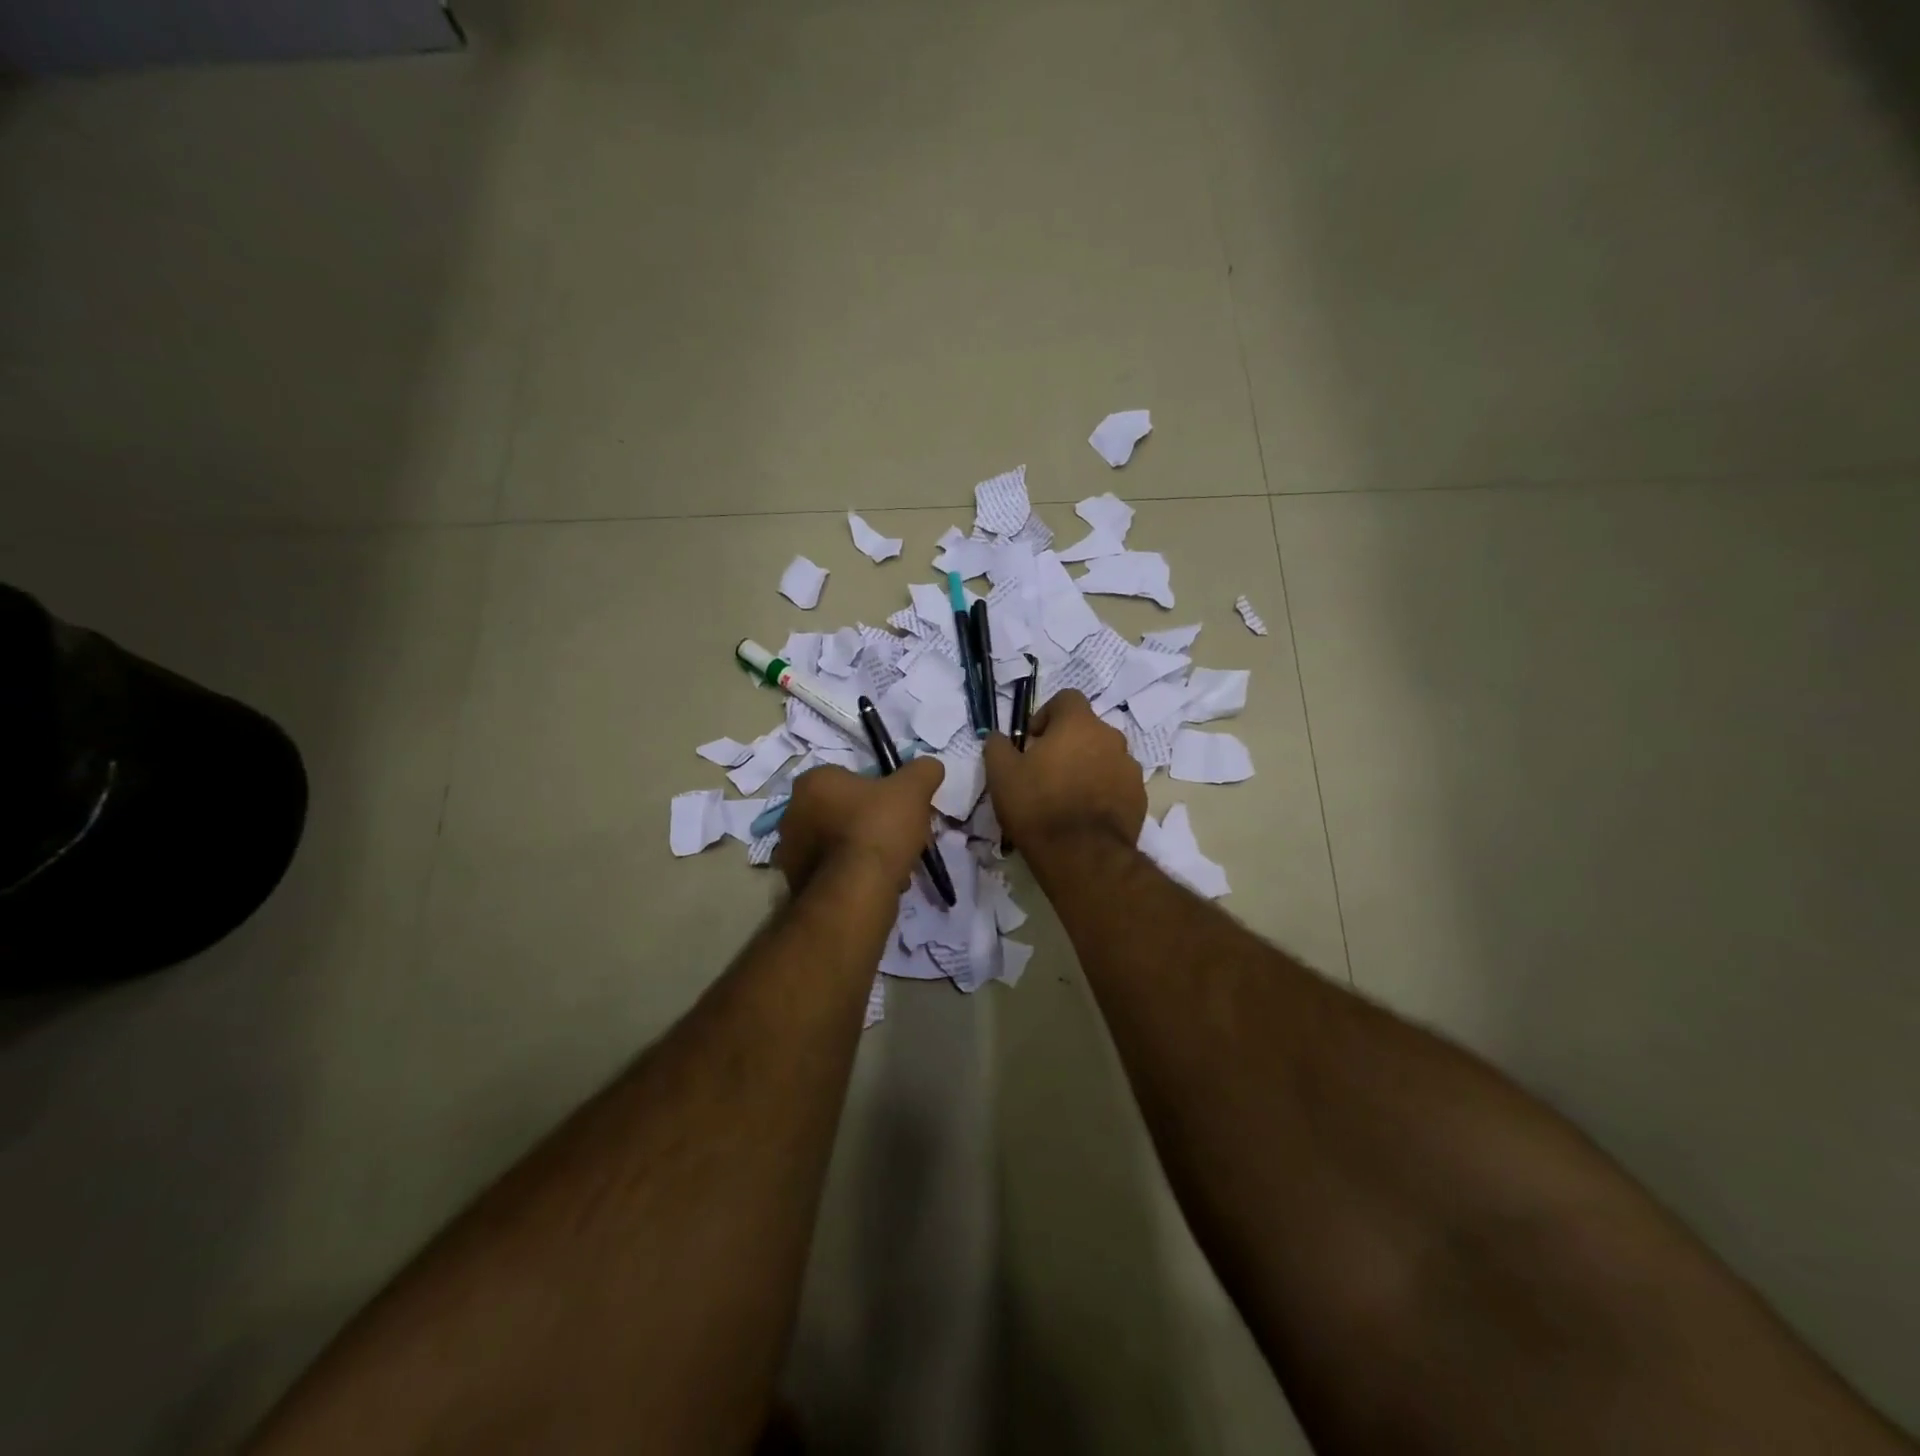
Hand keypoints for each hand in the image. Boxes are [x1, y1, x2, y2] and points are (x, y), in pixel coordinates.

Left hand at [773, 757, 944, 894]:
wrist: (855, 891)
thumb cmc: (878, 828)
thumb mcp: (913, 789)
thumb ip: (923, 771)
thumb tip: (930, 766)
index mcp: (812, 782)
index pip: (847, 778)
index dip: (877, 791)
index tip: (898, 807)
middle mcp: (792, 813)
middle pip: (842, 812)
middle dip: (870, 823)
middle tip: (899, 837)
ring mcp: (791, 852)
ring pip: (839, 844)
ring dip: (863, 852)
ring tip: (895, 866)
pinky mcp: (796, 884)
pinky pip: (834, 872)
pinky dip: (854, 876)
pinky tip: (879, 884)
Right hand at [984, 689, 1145, 852]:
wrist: (1082, 856)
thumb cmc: (1037, 805)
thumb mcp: (1001, 774)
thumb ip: (998, 746)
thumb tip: (998, 737)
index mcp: (1079, 724)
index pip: (1067, 698)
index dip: (1047, 714)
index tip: (1034, 740)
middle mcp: (1111, 738)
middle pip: (1088, 729)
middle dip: (1069, 743)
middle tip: (1047, 771)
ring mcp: (1130, 768)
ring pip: (1105, 757)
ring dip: (1088, 767)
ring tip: (1068, 796)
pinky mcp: (1140, 798)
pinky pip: (1118, 784)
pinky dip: (1104, 791)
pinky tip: (1085, 815)